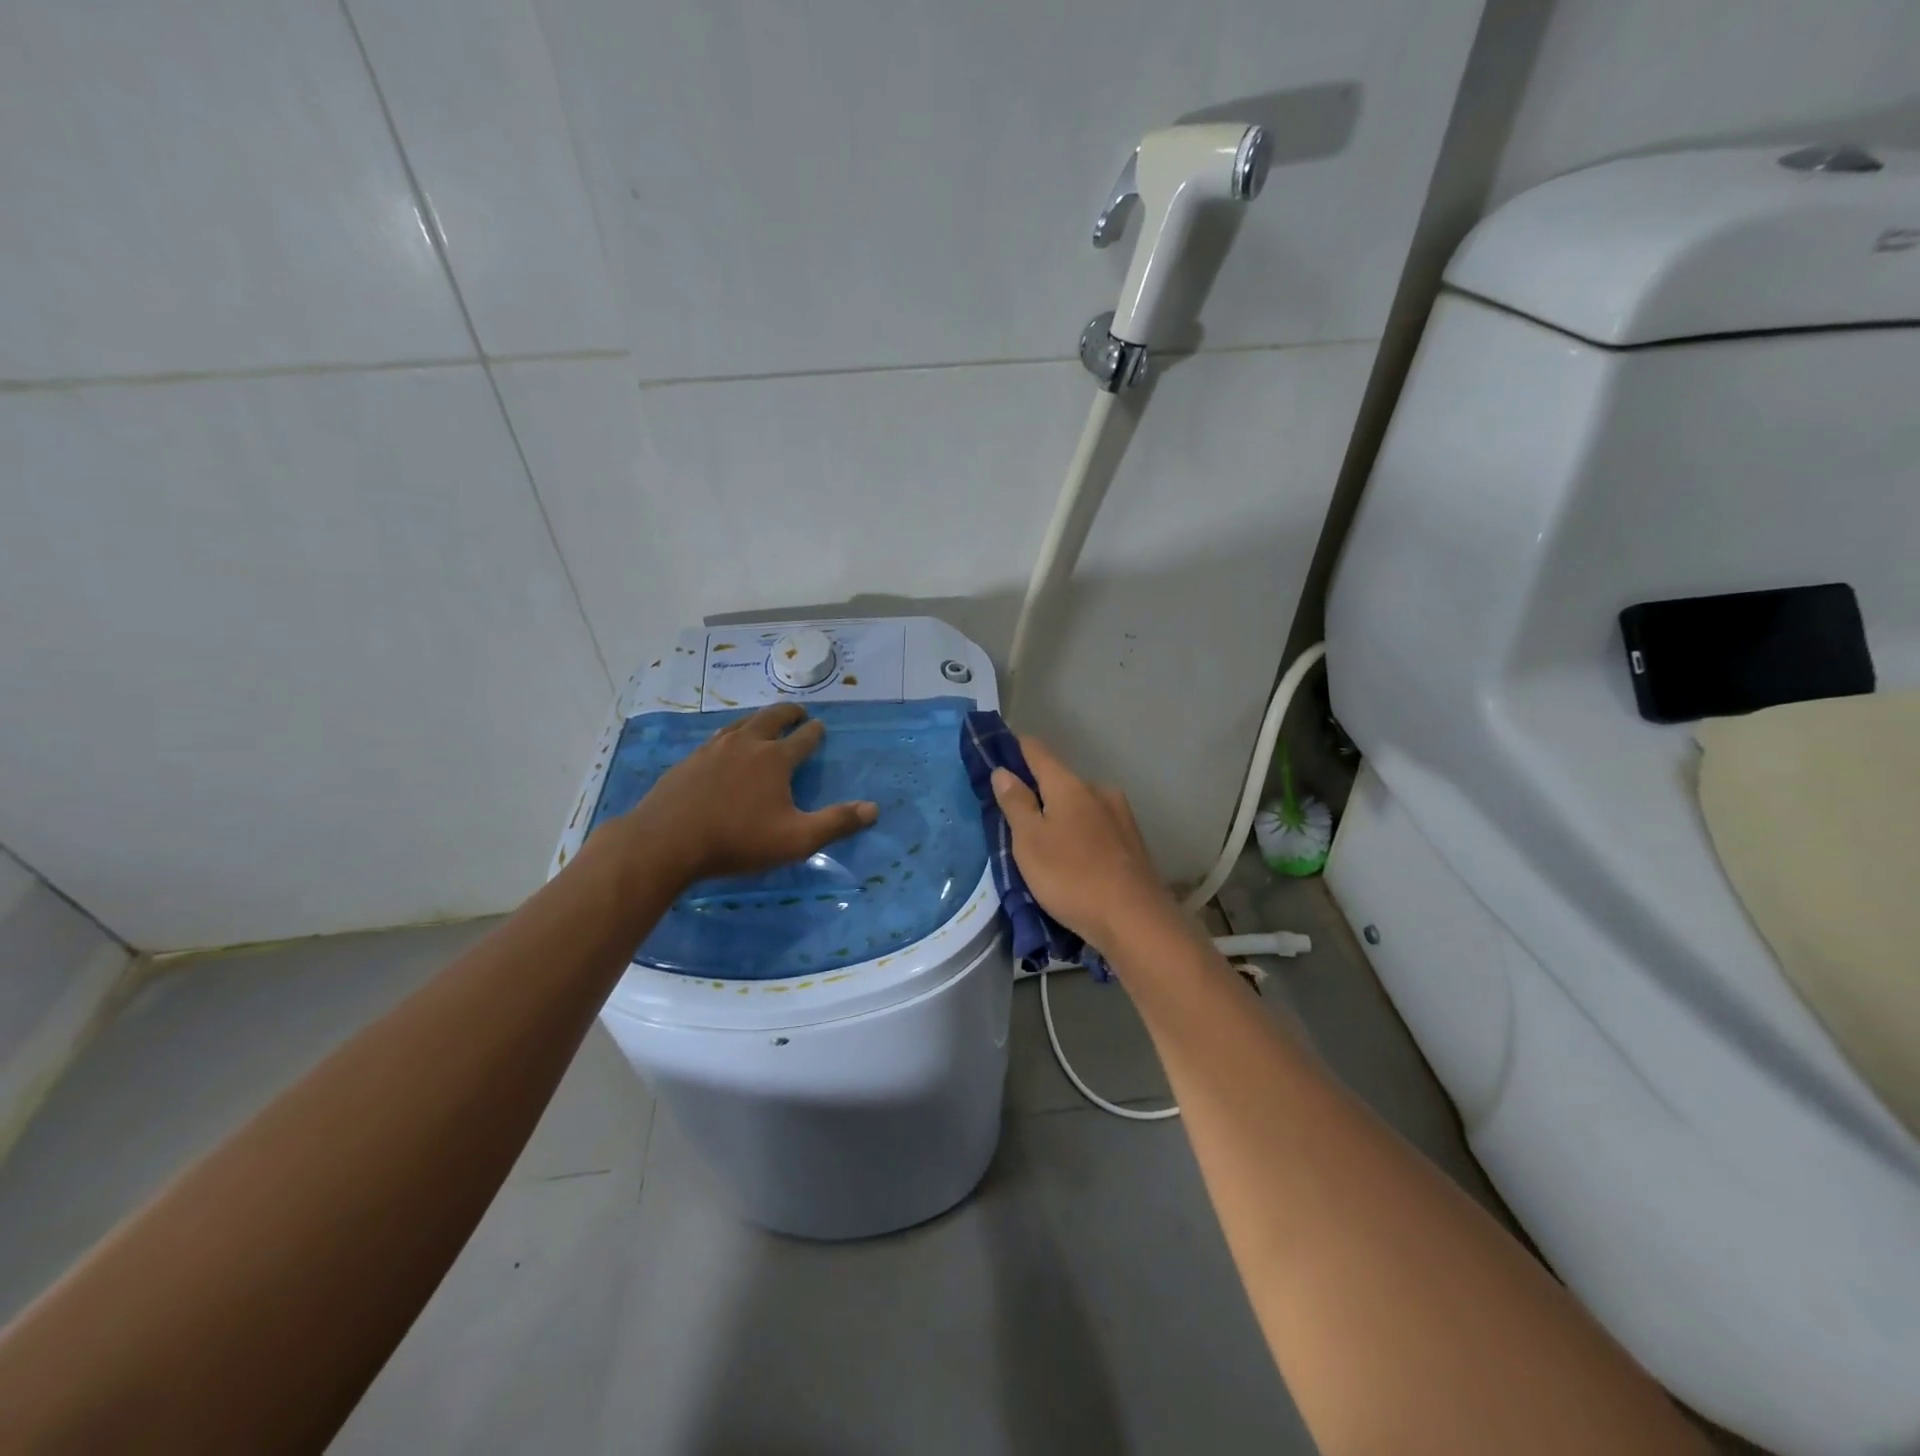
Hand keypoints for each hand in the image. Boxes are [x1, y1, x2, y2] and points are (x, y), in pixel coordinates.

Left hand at [616, 703, 877, 883]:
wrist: (666, 841)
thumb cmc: (737, 840)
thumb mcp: (796, 839)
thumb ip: (836, 823)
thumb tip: (873, 809)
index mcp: (775, 758)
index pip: (803, 738)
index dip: (815, 733)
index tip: (820, 727)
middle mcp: (746, 744)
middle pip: (771, 718)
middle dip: (789, 713)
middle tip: (798, 712)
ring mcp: (713, 749)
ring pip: (742, 724)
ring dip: (758, 720)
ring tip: (764, 722)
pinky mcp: (689, 761)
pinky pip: (716, 739)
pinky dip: (730, 735)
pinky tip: (724, 746)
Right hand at [990, 737, 1177, 951]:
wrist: (1135, 920)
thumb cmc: (1071, 876)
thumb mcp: (1030, 841)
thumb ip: (1016, 803)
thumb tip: (1003, 770)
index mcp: (1070, 785)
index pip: (1037, 752)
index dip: (1015, 748)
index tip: (997, 752)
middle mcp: (1098, 791)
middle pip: (1060, 782)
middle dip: (1038, 794)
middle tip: (1014, 818)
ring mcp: (1121, 817)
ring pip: (1080, 808)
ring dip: (1061, 818)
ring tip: (1044, 846)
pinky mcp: (1132, 844)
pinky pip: (1096, 830)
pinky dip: (1079, 837)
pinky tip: (1073, 861)